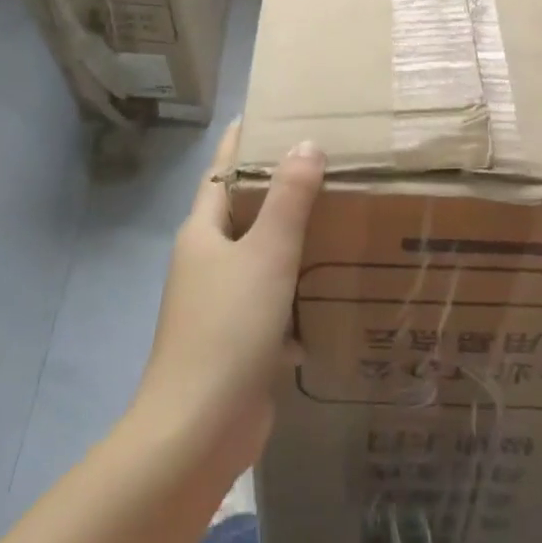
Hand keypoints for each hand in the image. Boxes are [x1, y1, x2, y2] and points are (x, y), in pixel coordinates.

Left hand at [136, 123, 324, 480]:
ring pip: (263, 257)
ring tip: (341, 215)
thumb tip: (305, 145)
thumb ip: (288, 200)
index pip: (222, 171)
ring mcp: (222, 304)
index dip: (242, 142)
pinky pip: (275, 300)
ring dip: (295, 240)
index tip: (269, 113)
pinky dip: (301, 290)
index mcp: (203, 232)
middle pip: (245, 212)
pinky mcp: (241, 340)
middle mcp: (208, 262)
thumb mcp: (265, 254)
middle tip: (327, 162)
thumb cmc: (227, 328)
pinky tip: (337, 285)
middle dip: (280, 188)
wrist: (200, 429)